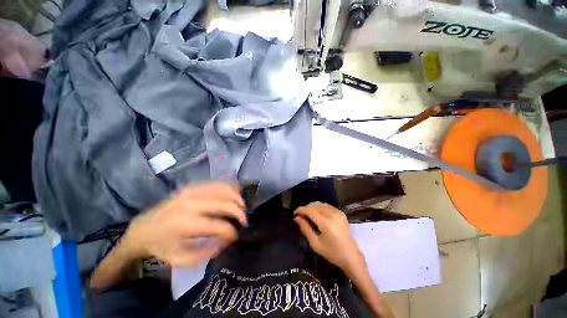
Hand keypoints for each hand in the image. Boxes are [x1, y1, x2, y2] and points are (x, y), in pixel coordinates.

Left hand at [120, 182, 246, 267]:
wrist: (143, 228)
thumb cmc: (161, 245)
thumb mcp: (180, 260)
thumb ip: (206, 253)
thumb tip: (227, 241)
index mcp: (187, 224)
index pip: (220, 226)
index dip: (232, 232)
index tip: (236, 236)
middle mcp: (192, 204)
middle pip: (226, 204)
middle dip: (239, 212)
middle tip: (243, 221)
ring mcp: (193, 191)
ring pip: (225, 189)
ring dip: (237, 198)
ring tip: (241, 207)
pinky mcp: (193, 186)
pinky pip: (217, 183)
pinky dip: (229, 187)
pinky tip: (235, 193)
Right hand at [294, 202, 365, 273]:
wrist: (351, 257)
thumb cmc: (332, 253)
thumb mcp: (315, 244)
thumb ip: (305, 229)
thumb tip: (297, 218)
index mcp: (326, 224)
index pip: (310, 211)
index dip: (301, 210)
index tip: (295, 213)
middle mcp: (333, 215)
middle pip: (315, 205)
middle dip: (306, 208)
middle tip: (301, 216)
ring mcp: (338, 213)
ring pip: (321, 204)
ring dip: (312, 207)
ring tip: (308, 215)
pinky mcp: (341, 213)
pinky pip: (327, 206)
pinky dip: (320, 207)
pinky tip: (317, 214)